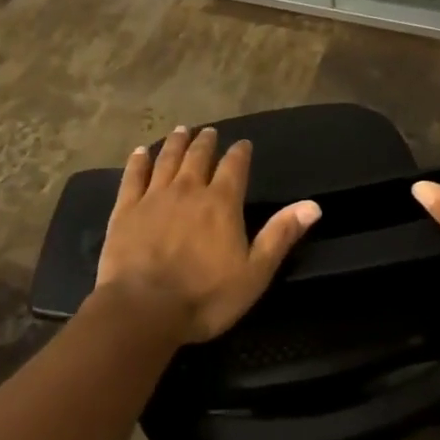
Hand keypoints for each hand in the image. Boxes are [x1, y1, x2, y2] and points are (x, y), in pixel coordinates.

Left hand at [94, 126, 321, 342]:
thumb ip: (281, 235)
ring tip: (181, 130)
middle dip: (206, 142)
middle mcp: (189, 189)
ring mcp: (154, 197)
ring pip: (167, 159)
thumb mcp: (255, 272)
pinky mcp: (126, 209)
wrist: (143, 309)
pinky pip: (133, 177)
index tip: (243, 144)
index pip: (235, 166)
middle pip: (199, 157)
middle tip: (208, 131)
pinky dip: (139, 161)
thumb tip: (313, 205)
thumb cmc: (205, 296)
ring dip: (176, 143)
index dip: (240, 153)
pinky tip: (140, 152)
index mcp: (222, 202)